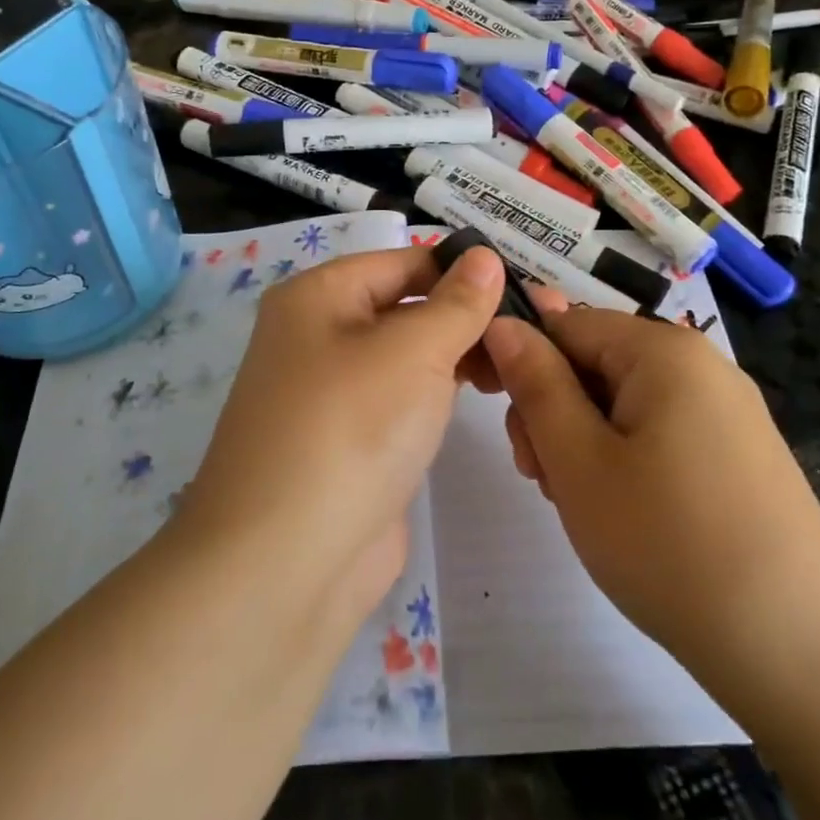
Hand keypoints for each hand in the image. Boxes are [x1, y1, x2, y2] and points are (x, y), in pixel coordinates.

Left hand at [178, 245, 504, 628]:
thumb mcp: (413, 351)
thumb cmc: (349, 430)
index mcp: (319, 296)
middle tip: (534, 333)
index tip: (527, 288)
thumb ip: (456, 303)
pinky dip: (440, 394)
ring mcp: (332, 393)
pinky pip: (402, 399)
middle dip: (466, 316)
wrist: (285, 563)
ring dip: (459, 356)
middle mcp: (319, 335)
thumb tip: (486, 257)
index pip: (404, 261)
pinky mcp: (350, 440)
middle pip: (406, 307)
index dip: (464, 270)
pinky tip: (484, 398)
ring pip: (407, 356)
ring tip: (518, 366)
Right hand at [480, 306, 819, 718]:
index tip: (502, 422)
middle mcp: (702, 364)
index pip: (565, 324)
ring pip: (624, 402)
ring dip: (585, 442)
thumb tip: (503, 323)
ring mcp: (728, 411)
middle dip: (555, 411)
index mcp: (663, 350)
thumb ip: (535, 383)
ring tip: (584, 506)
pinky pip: (661, 432)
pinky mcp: (741, 454)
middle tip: (544, 479)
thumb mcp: (578, 461)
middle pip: (596, 362)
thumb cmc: (669, 545)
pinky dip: (627, 461)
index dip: (522, 364)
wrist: (801, 652)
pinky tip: (627, 515)